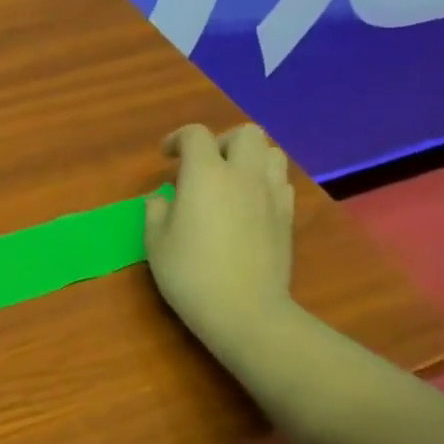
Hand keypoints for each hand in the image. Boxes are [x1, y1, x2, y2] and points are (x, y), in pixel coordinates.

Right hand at [145, 123, 300, 363]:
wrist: (246, 310)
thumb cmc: (191, 275)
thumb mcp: (156, 244)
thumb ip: (156, 211)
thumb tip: (162, 198)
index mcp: (206, 175)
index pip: (196, 135)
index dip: (178, 139)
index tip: (166, 156)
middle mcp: (243, 174)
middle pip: (244, 133)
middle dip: (221, 141)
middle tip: (204, 165)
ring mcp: (271, 193)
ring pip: (271, 152)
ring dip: (249, 157)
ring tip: (231, 180)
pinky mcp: (288, 215)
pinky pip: (281, 181)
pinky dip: (264, 181)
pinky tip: (250, 203)